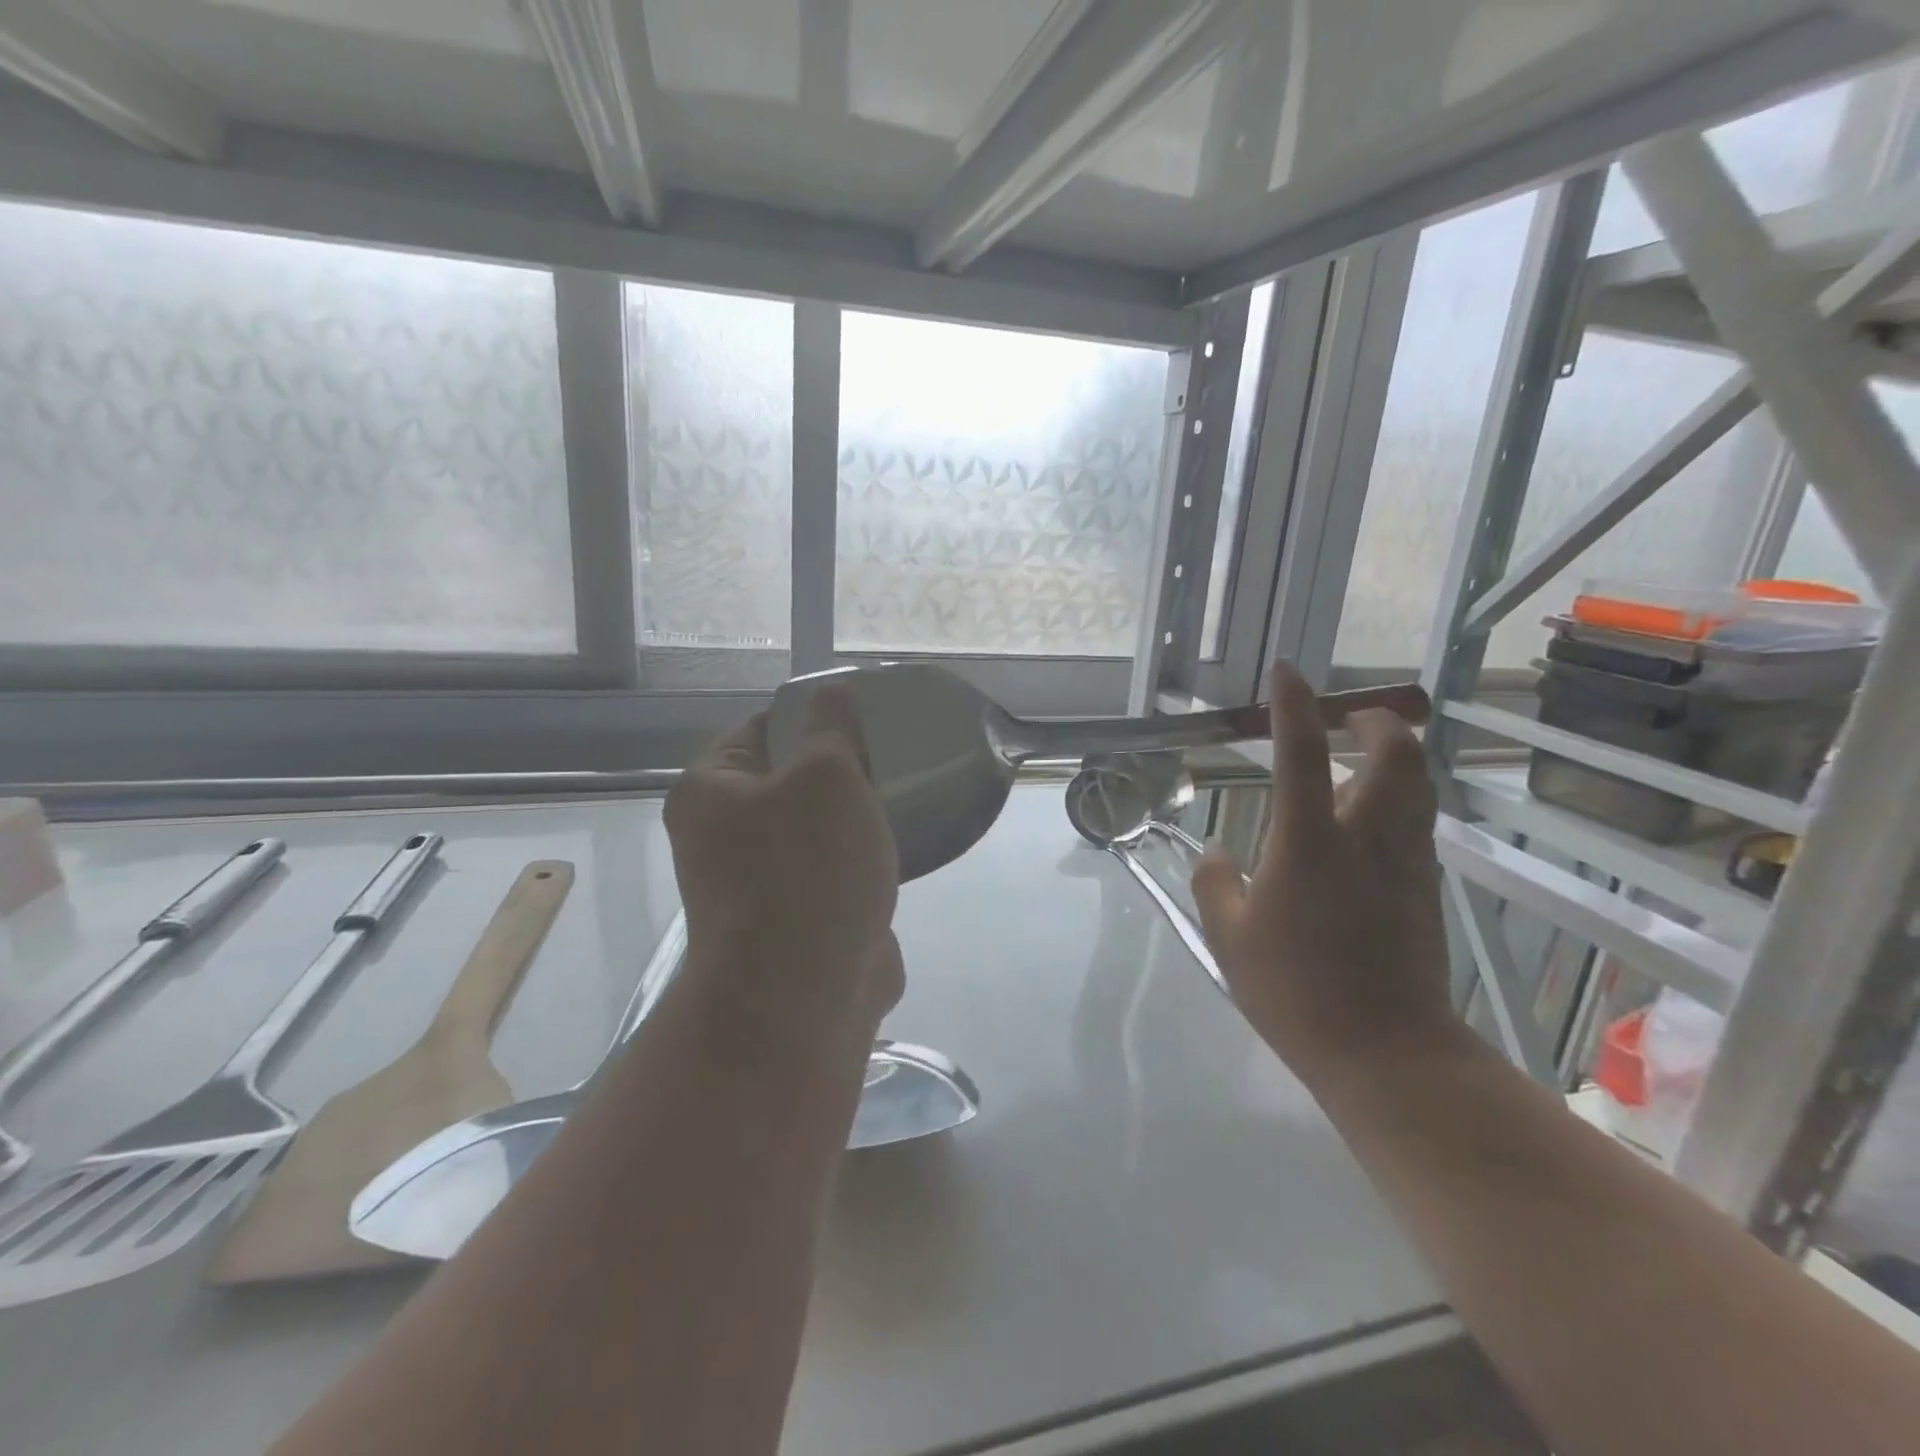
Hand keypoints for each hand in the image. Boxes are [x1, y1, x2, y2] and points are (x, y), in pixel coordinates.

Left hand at [664, 685, 903, 1052]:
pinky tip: (896, 849)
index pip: (761, 727)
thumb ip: (832, 727)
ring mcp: (757, 883)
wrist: (804, 998)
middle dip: (839, 769)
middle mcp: (721, 835)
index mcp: (711, 790)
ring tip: (900, 798)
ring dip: (852, 818)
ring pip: (814, 828)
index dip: (812, 715)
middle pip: (788, 778)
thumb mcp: (828, 776)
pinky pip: (830, 872)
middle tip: (888, 757)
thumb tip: (831, 691)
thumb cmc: (808, 869)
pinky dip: (858, 861)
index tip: (862, 716)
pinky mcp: (793, 920)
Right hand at [1192, 662, 1452, 1083]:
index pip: (1302, 755)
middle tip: (1354, 718)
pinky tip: (1370, 824)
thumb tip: (1217, 853)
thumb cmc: (1295, 990)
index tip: (1287, 672)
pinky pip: (1418, 825)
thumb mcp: (1230, 937)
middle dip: (1378, 723)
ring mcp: (1406, 864)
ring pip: (1418, 787)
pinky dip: (1399, 801)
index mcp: (1310, 843)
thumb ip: (1216, 885)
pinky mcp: (1425, 890)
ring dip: (1397, 758)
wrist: (1388, 1053)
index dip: (1293, 706)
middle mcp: (1367, 839)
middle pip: (1397, 756)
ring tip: (1365, 759)